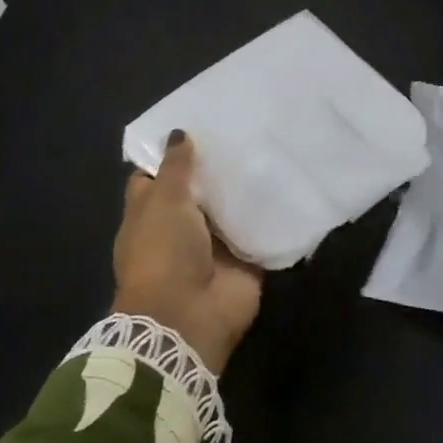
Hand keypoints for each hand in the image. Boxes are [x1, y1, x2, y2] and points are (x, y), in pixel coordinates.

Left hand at [113, 132, 262, 373]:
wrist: (189, 316)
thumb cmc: (164, 253)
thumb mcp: (163, 201)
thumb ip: (175, 168)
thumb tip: (179, 133)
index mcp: (151, 215)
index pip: (157, 178)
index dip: (171, 155)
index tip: (199, 127)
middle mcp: (181, 228)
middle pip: (200, 191)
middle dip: (218, 167)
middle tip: (247, 131)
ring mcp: (214, 246)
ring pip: (232, 210)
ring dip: (248, 189)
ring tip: (274, 151)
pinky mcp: (244, 260)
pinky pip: (260, 232)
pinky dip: (273, 216)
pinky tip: (292, 186)